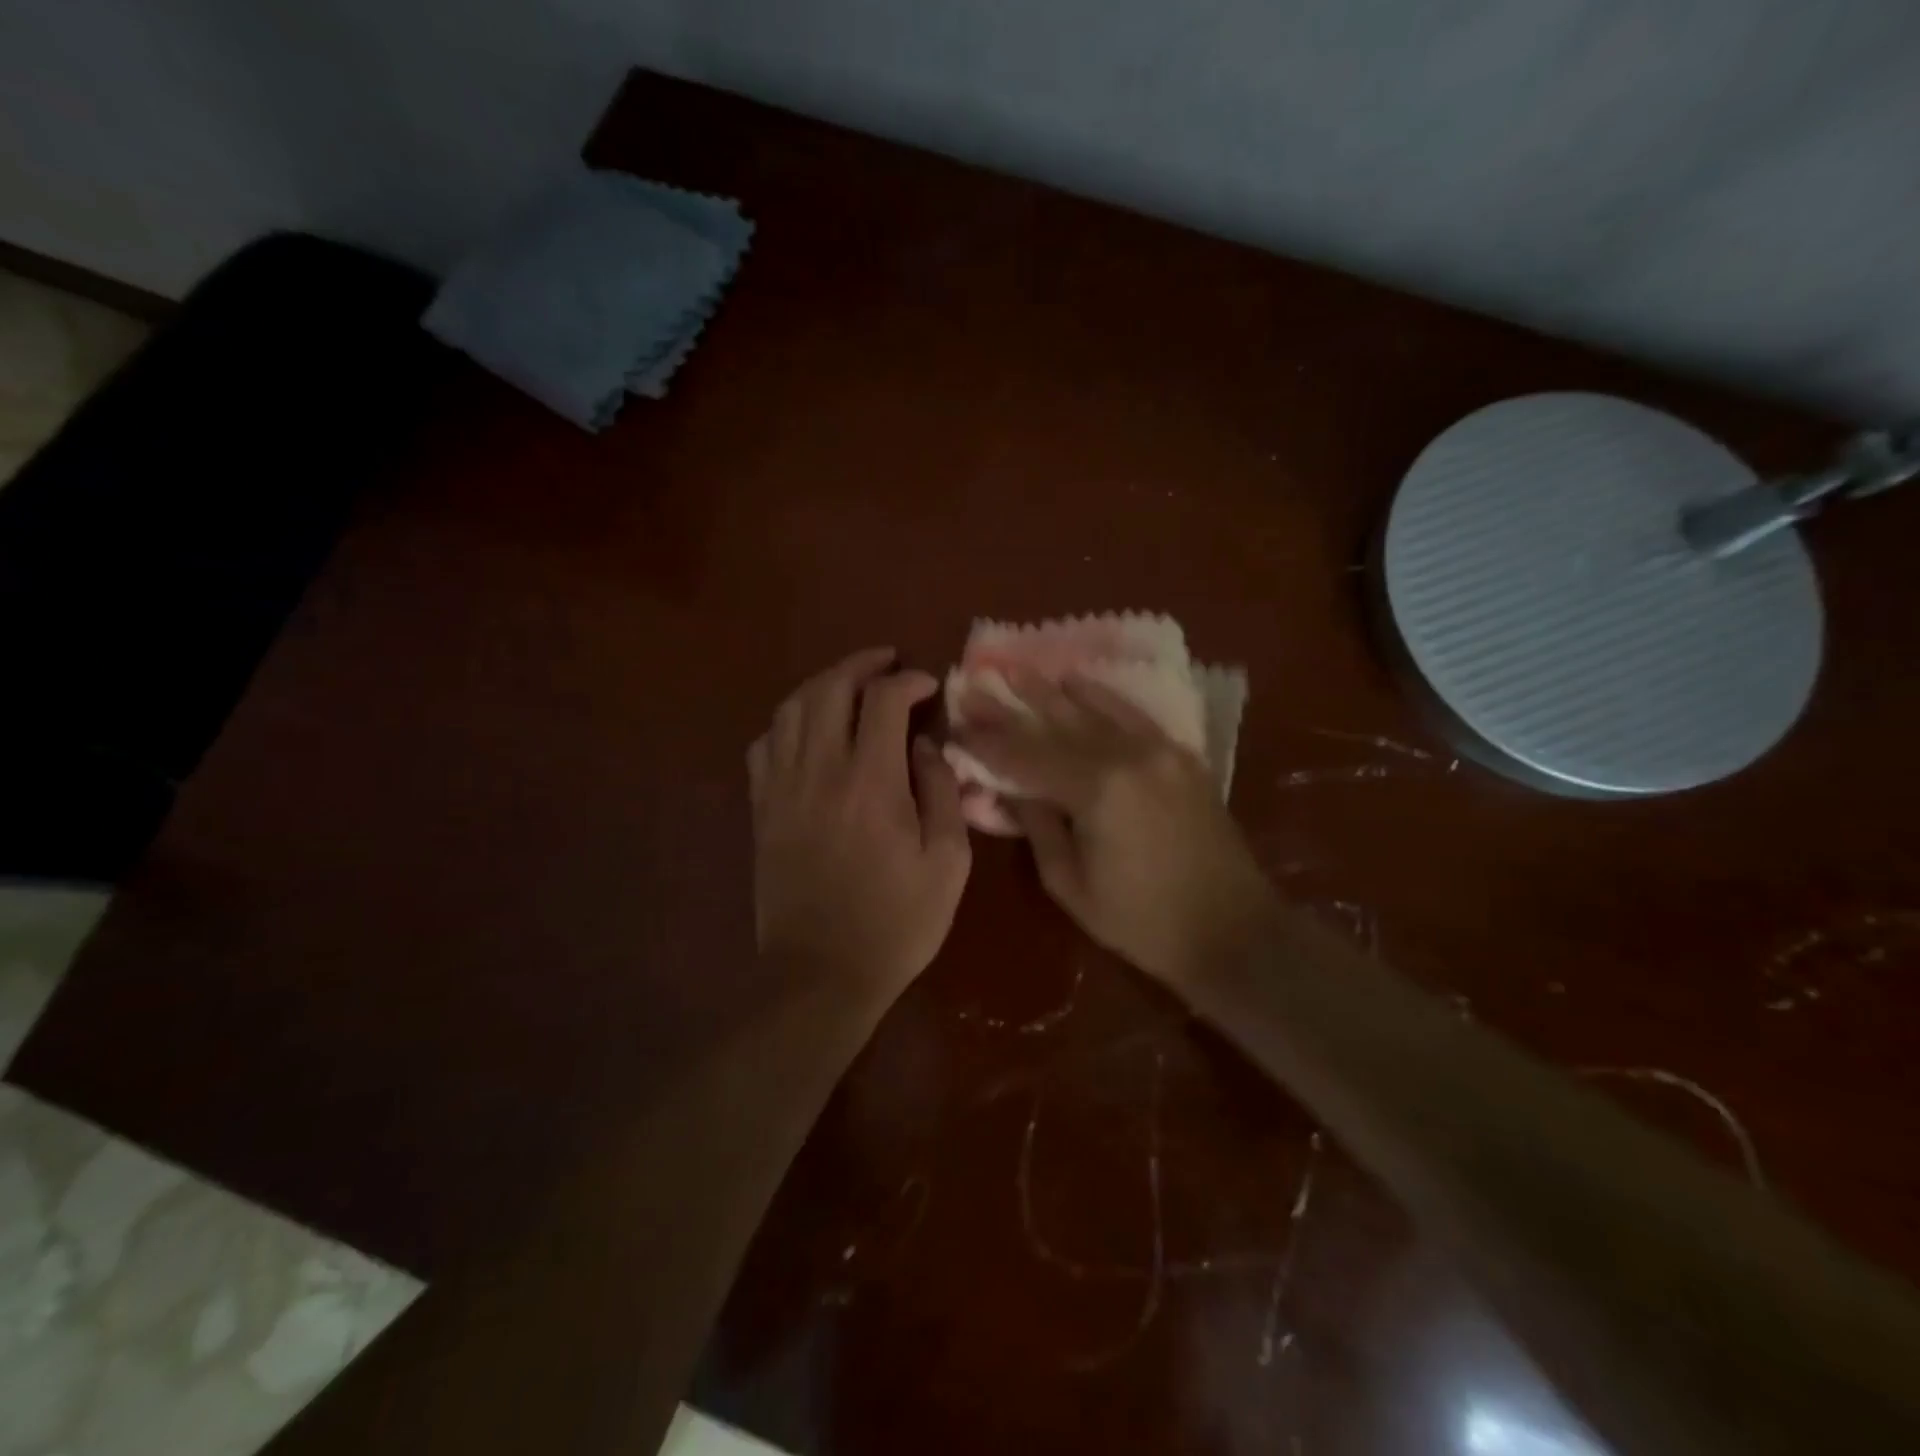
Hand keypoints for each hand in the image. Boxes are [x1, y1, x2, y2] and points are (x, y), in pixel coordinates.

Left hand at [748, 648, 972, 1001]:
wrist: (821, 974)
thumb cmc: (896, 923)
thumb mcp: (947, 863)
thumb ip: (942, 794)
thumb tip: (925, 747)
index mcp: (871, 782)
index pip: (883, 700)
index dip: (908, 681)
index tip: (927, 685)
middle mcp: (819, 771)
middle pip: (829, 688)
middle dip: (861, 664)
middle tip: (886, 663)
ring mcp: (781, 788)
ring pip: (791, 709)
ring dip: (822, 684)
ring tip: (848, 684)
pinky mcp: (761, 809)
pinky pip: (764, 744)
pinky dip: (786, 722)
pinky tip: (806, 729)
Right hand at [953, 670, 1276, 987]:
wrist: (1232, 929)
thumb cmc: (1142, 920)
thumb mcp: (1070, 884)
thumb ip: (1036, 826)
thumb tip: (1008, 788)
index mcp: (1095, 790)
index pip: (1025, 756)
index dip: (987, 743)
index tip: (957, 727)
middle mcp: (1126, 755)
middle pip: (1055, 725)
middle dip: (1011, 708)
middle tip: (976, 686)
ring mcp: (1158, 750)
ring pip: (1093, 711)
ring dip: (1051, 691)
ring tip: (1017, 671)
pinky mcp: (1180, 755)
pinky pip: (1133, 715)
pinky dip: (1102, 696)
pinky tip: (1078, 681)